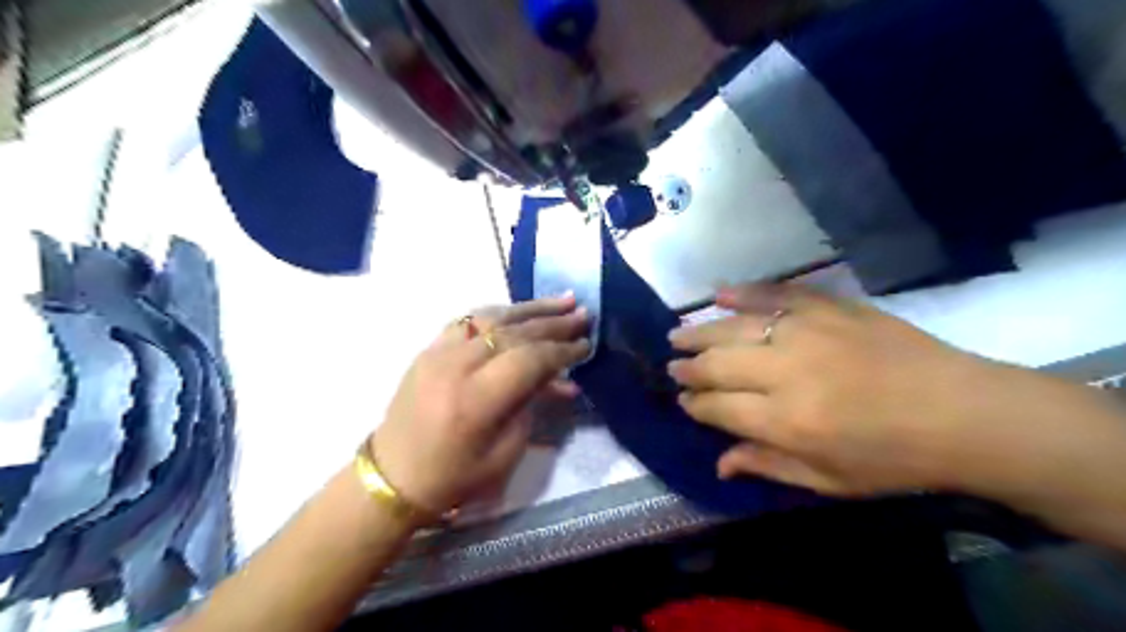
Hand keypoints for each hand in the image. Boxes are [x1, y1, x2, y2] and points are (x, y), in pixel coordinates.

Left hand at [372, 294, 592, 513]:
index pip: (529, 359)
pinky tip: (520, 311)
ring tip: (562, 301)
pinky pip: (468, 320)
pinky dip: (498, 313)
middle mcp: (456, 366)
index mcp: (475, 400)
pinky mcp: (429, 349)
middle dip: (554, 323)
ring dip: (530, 308)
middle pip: (514, 332)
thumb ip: (532, 408)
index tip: (587, 345)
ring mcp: (438, 352)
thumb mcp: (505, 453)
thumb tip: (561, 380)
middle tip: (584, 314)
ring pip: (492, 317)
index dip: (562, 351)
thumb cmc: (454, 476)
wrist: (393, 477)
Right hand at [666, 285, 1125, 500]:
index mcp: (785, 421)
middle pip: (717, 364)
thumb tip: (718, 462)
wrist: (963, 412)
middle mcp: (785, 372)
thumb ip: (768, 465)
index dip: (695, 405)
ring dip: (700, 331)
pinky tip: (719, 294)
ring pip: (734, 327)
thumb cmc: (894, 458)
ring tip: (677, 334)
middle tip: (673, 366)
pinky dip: (743, 292)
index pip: (717, 408)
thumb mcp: (829, 481)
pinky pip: (774, 294)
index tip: (684, 402)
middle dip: (688, 367)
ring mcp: (806, 332)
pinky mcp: (828, 307)